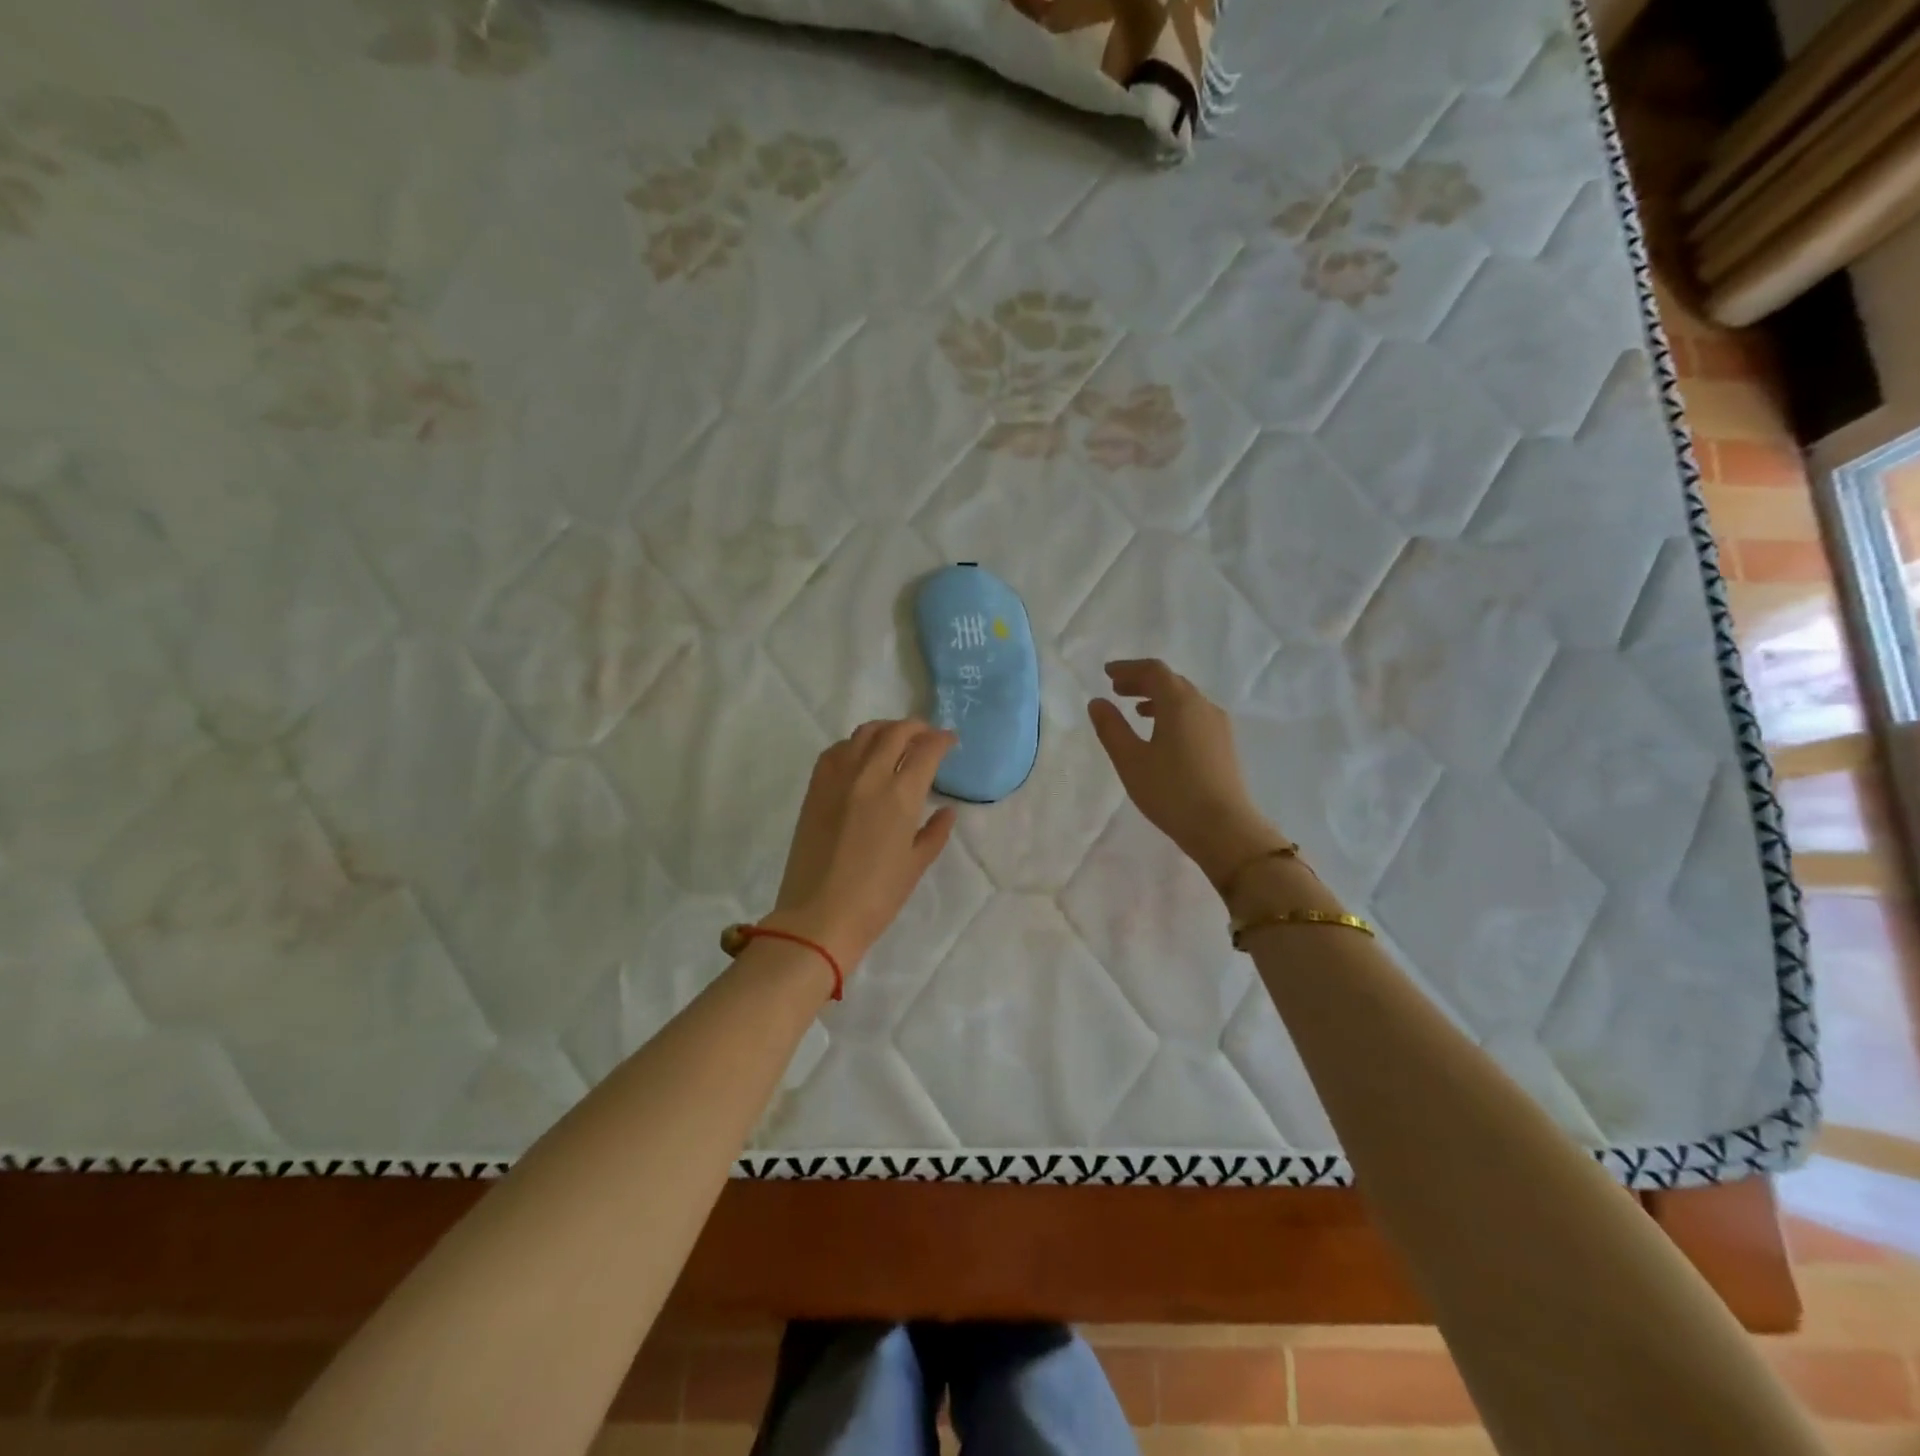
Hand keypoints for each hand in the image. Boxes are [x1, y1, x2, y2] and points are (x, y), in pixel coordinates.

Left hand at [767, 719, 958, 970]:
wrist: (818, 916)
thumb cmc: (876, 897)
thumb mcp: (915, 865)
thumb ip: (935, 832)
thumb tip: (947, 810)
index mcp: (900, 796)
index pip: (926, 750)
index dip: (942, 740)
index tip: (950, 741)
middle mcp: (869, 776)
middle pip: (896, 733)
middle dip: (917, 727)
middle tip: (927, 736)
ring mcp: (838, 779)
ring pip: (864, 734)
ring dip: (886, 729)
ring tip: (896, 739)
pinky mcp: (815, 788)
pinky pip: (836, 750)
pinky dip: (854, 744)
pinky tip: (860, 756)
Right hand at [1088, 659, 1286, 887]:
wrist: (1223, 827)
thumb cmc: (1171, 791)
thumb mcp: (1130, 760)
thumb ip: (1111, 728)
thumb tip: (1097, 702)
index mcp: (1179, 703)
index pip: (1153, 671)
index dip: (1128, 668)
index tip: (1107, 673)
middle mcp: (1203, 706)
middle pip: (1171, 681)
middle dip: (1142, 681)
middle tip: (1117, 689)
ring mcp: (1218, 725)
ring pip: (1185, 699)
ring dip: (1158, 698)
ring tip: (1136, 711)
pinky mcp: (1223, 744)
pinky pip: (1194, 715)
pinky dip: (1173, 713)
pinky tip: (1162, 735)